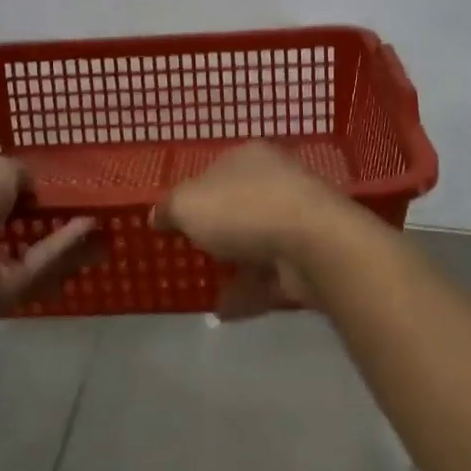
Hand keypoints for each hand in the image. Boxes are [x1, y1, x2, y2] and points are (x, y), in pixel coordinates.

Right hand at [151, 142, 350, 316]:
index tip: (178, 218)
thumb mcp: (187, 204)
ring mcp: (297, 221)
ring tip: (205, 287)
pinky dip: (249, 292)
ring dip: (235, 266)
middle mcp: (277, 182)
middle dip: (219, 230)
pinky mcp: (309, 258)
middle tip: (192, 251)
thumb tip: (158, 216)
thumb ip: (169, 208)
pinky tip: (224, 312)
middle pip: (240, 206)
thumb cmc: (244, 210)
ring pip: (257, 243)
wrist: (313, 244)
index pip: (217, 170)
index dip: (196, 192)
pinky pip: (271, 276)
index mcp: (250, 158)